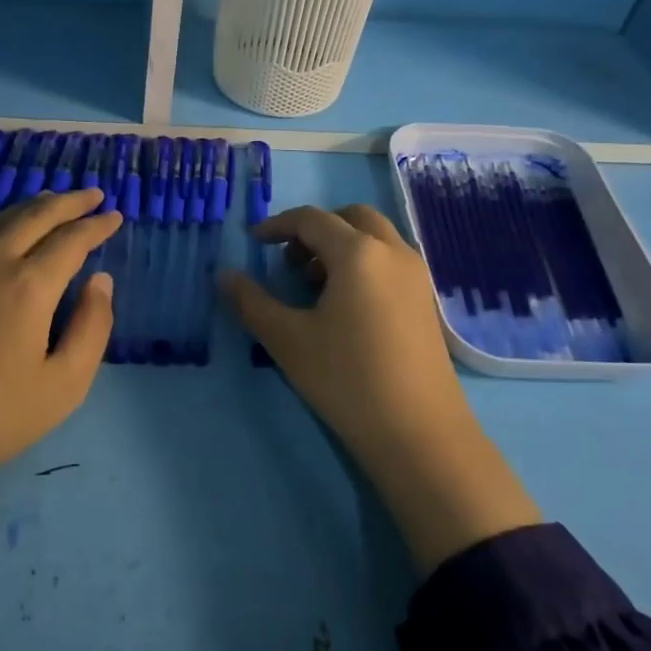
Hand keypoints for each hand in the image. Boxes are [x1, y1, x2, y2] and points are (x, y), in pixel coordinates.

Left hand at [0, 189, 119, 590]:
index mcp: (28, 285)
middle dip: (68, 202)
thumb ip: (92, 327)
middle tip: (92, 194)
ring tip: (52, 201)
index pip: (71, 239)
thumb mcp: (65, 384)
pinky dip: (1, 226)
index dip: (97, 225)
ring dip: (32, 208)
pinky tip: (5, 236)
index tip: (115, 216)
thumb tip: (99, 281)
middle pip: (34, 216)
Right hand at [221, 204, 540, 572]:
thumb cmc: (347, 379)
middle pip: (350, 217)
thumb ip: (251, 302)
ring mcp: (416, 275)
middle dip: (315, 229)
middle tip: (291, 262)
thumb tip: (223, 275)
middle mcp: (393, 252)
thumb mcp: (288, 340)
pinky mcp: (427, 300)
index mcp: (358, 253)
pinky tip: (346, 306)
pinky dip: (364, 263)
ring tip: (314, 287)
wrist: (419, 433)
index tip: (253, 243)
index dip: (277, 225)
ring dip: (341, 246)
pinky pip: (390, 260)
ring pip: (375, 238)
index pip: (312, 219)